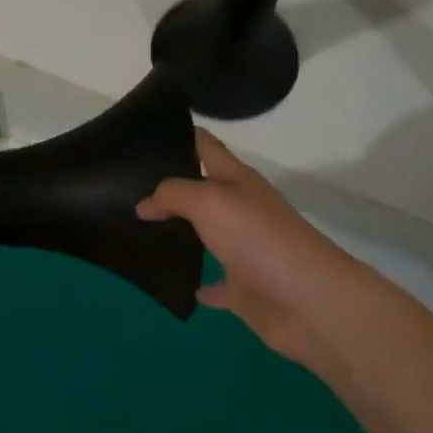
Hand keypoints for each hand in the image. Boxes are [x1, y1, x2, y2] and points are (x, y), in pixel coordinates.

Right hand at [137, 131, 381, 372]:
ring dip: (179, 234)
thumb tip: (143, 204)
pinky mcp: (244, 288)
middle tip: (125, 185)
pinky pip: (216, 284)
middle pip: (202, 190)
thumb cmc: (258, 237)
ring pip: (206, 236)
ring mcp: (244, 250)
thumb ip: (172, 194)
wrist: (307, 301)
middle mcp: (240, 209)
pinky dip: (198, 284)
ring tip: (137, 231)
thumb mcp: (209, 201)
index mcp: (236, 180)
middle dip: (169, 186)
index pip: (205, 146)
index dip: (179, 134)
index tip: (143, 131)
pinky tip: (174, 283)